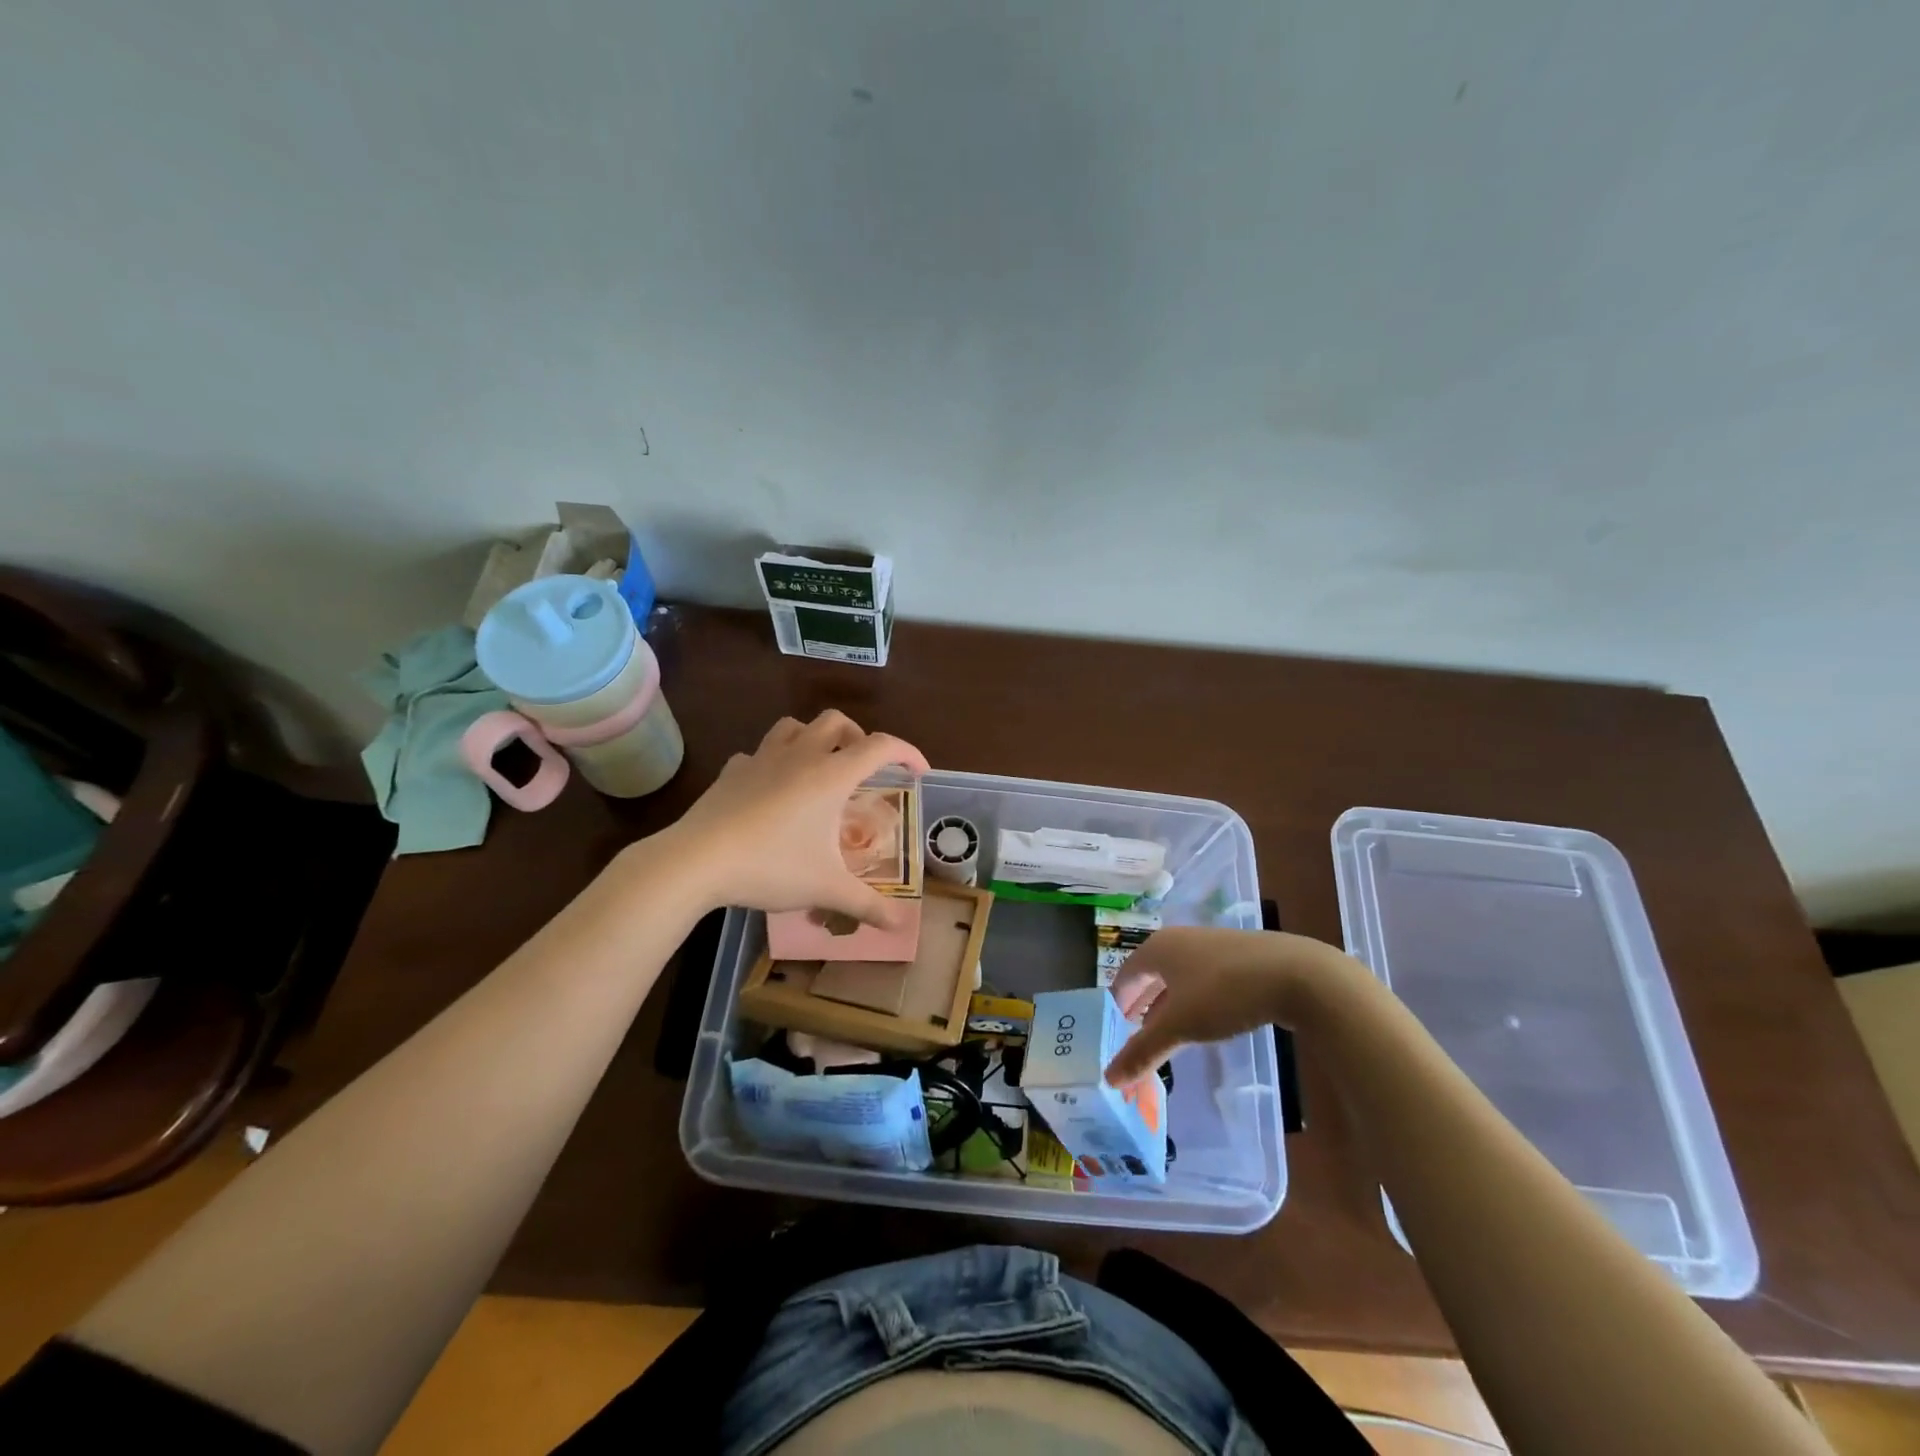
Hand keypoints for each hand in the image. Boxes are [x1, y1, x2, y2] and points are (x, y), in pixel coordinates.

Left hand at [664, 711, 930, 928]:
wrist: (697, 861)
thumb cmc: (771, 866)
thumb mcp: (826, 888)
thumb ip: (867, 905)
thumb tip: (900, 925)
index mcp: (831, 775)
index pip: (881, 746)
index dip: (907, 752)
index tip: (919, 771)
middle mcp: (801, 756)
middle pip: (837, 722)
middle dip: (858, 737)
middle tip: (863, 768)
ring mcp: (762, 759)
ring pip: (794, 726)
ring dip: (814, 738)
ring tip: (820, 767)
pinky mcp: (732, 771)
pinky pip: (759, 754)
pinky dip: (774, 762)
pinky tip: (772, 788)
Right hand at [1102, 927, 1360, 1084]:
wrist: (1296, 974)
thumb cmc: (1224, 993)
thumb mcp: (1180, 1026)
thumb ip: (1144, 1051)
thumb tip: (1109, 1078)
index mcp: (1158, 948)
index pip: (1126, 974)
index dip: (1117, 1001)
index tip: (1113, 1026)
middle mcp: (1180, 940)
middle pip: (1151, 973)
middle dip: (1141, 1003)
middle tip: (1133, 1032)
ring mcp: (1212, 945)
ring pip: (1178, 976)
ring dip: (1167, 1003)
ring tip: (1165, 1030)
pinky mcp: (1240, 956)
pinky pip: (1203, 978)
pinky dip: (1193, 999)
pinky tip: (1204, 1020)